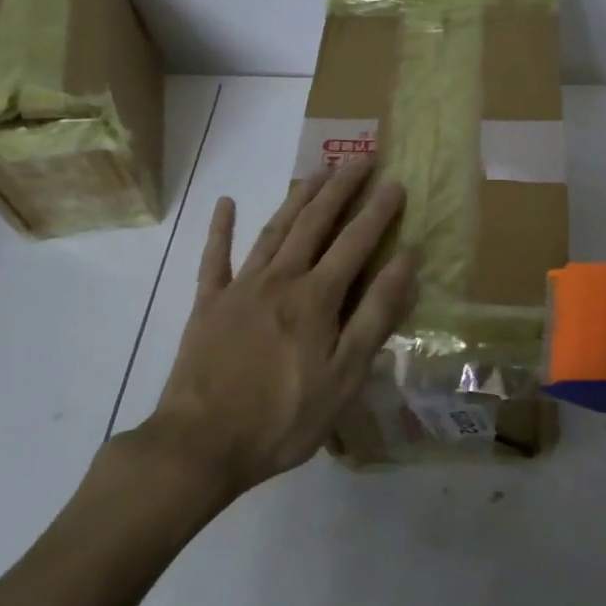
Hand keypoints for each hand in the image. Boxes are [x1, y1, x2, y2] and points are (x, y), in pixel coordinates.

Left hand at [116, 158, 417, 496]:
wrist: (199, 445)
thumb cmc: (282, 418)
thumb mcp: (344, 377)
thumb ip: (375, 316)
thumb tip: (406, 264)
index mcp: (316, 298)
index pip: (355, 242)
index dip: (378, 212)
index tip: (396, 183)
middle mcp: (280, 279)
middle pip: (314, 223)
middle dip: (339, 189)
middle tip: (359, 160)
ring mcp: (239, 288)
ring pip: (273, 231)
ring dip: (297, 198)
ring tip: (317, 171)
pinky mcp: (207, 305)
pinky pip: (214, 259)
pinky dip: (220, 229)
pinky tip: (226, 204)